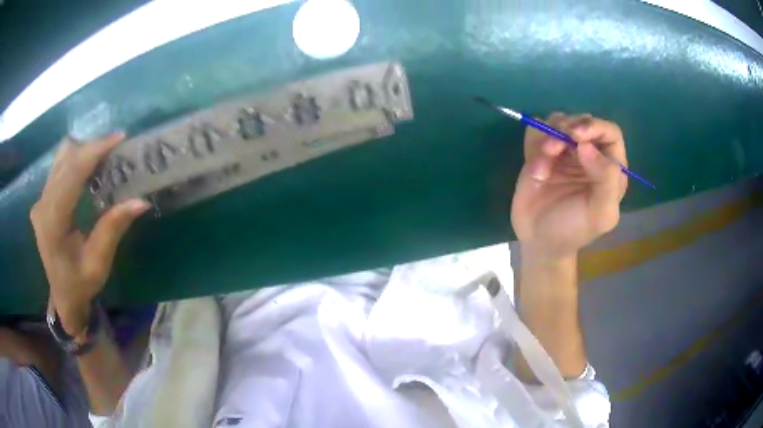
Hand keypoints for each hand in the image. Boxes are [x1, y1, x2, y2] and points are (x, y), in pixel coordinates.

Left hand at [30, 135, 149, 335]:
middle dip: (91, 148)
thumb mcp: (98, 263)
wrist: (62, 297)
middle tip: (115, 149)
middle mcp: (42, 205)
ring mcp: (40, 200)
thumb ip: (113, 229)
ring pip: (61, 159)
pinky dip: (75, 160)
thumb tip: (140, 201)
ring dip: (83, 152)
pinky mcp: (42, 199)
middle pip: (66, 160)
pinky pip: (58, 167)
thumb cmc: (80, 285)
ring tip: (103, 158)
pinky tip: (87, 169)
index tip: (118, 139)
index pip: (71, 174)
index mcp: (52, 223)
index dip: (94, 152)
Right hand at [511, 113, 627, 260]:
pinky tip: (535, 168)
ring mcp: (565, 152)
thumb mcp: (599, 214)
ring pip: (558, 122)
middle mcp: (590, 154)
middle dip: (567, 129)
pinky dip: (534, 143)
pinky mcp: (541, 152)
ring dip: (548, 137)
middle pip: (582, 121)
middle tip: (553, 148)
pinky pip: (537, 131)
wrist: (538, 241)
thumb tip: (586, 146)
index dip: (595, 127)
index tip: (576, 136)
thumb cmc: (574, 230)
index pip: (610, 132)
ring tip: (541, 165)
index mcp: (610, 168)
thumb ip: (605, 181)